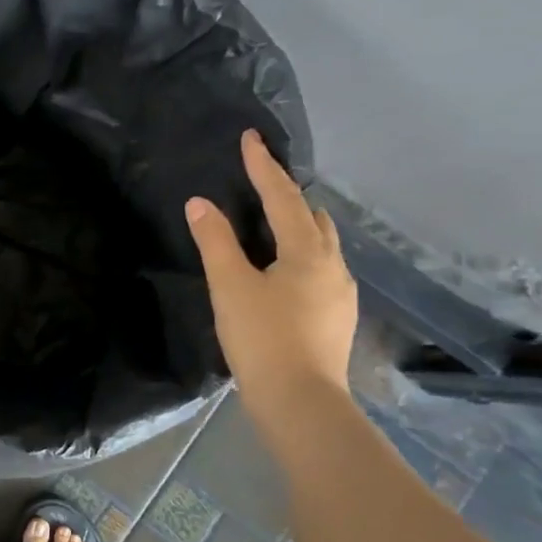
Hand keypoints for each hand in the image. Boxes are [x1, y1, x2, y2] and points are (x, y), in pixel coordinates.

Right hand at [185, 129, 357, 405]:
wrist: (301, 402)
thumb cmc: (263, 338)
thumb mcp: (230, 286)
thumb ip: (215, 241)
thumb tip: (200, 203)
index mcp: (308, 251)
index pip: (283, 196)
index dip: (263, 166)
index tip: (251, 138)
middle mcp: (333, 265)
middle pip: (313, 216)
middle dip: (288, 195)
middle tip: (261, 184)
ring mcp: (341, 294)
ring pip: (322, 245)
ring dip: (299, 227)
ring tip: (272, 227)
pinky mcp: (337, 318)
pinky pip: (321, 271)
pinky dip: (302, 256)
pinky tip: (285, 274)